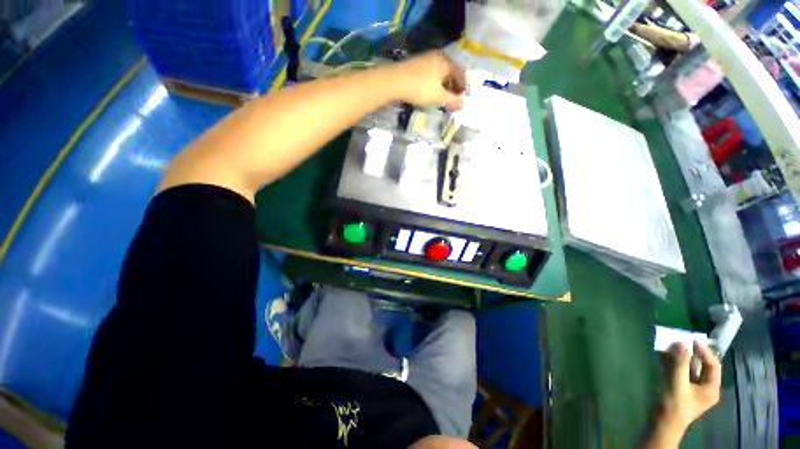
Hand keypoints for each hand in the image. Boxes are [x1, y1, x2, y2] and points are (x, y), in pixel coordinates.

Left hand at [388, 51, 466, 110]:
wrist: (394, 81)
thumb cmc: (420, 88)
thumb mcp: (438, 97)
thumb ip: (452, 100)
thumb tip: (462, 105)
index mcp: (446, 61)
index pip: (460, 73)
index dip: (463, 86)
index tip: (463, 98)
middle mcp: (438, 57)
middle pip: (450, 72)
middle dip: (453, 86)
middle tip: (454, 99)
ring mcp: (426, 59)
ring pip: (440, 73)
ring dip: (444, 86)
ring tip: (443, 98)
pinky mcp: (416, 65)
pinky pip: (431, 74)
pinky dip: (435, 84)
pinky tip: (432, 92)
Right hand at [643, 341, 720, 447]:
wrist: (662, 423)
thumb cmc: (674, 405)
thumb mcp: (678, 384)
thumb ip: (680, 363)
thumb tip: (681, 343)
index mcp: (710, 388)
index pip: (712, 365)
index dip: (704, 351)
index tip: (693, 339)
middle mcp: (704, 386)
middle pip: (701, 365)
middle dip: (692, 352)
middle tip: (682, 339)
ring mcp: (691, 387)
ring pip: (688, 367)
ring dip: (680, 356)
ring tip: (671, 344)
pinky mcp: (679, 387)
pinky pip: (679, 370)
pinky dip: (672, 361)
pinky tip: (663, 354)